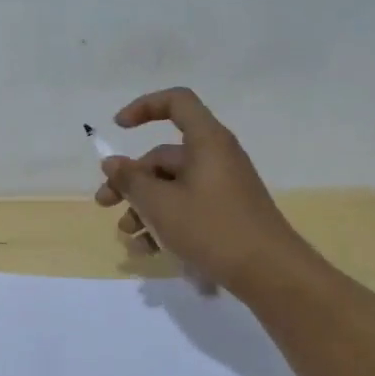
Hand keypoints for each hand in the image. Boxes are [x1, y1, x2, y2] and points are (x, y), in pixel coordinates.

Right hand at [93, 88, 307, 293]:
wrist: (270, 273)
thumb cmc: (212, 228)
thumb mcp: (161, 205)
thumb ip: (131, 181)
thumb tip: (112, 163)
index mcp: (206, 142)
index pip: (176, 102)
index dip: (144, 107)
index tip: (119, 128)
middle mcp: (216, 157)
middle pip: (164, 156)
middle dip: (130, 180)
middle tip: (105, 203)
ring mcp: (222, 187)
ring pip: (171, 186)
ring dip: (144, 207)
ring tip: (128, 235)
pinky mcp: (225, 214)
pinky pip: (187, 207)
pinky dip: (165, 223)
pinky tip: (147, 250)